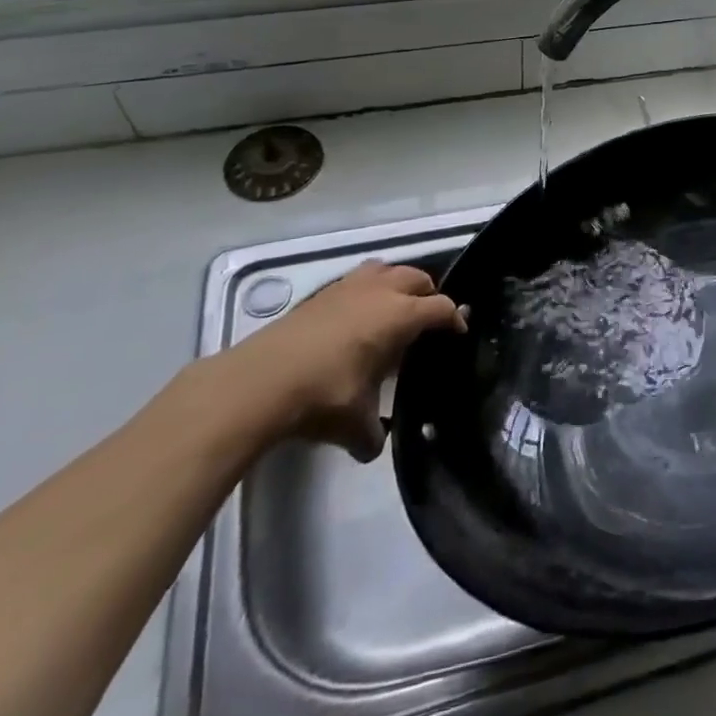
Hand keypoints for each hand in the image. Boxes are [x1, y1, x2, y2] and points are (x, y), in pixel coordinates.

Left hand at [215, 261, 465, 459]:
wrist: (257, 383)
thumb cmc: (322, 396)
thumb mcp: (356, 425)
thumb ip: (374, 434)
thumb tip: (374, 445)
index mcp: (400, 315)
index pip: (441, 308)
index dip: (455, 320)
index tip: (458, 334)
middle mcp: (380, 291)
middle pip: (418, 278)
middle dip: (429, 295)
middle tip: (428, 322)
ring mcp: (348, 287)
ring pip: (386, 270)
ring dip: (397, 284)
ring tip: (394, 310)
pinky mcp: (320, 294)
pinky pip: (358, 280)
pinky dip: (367, 291)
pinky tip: (356, 319)